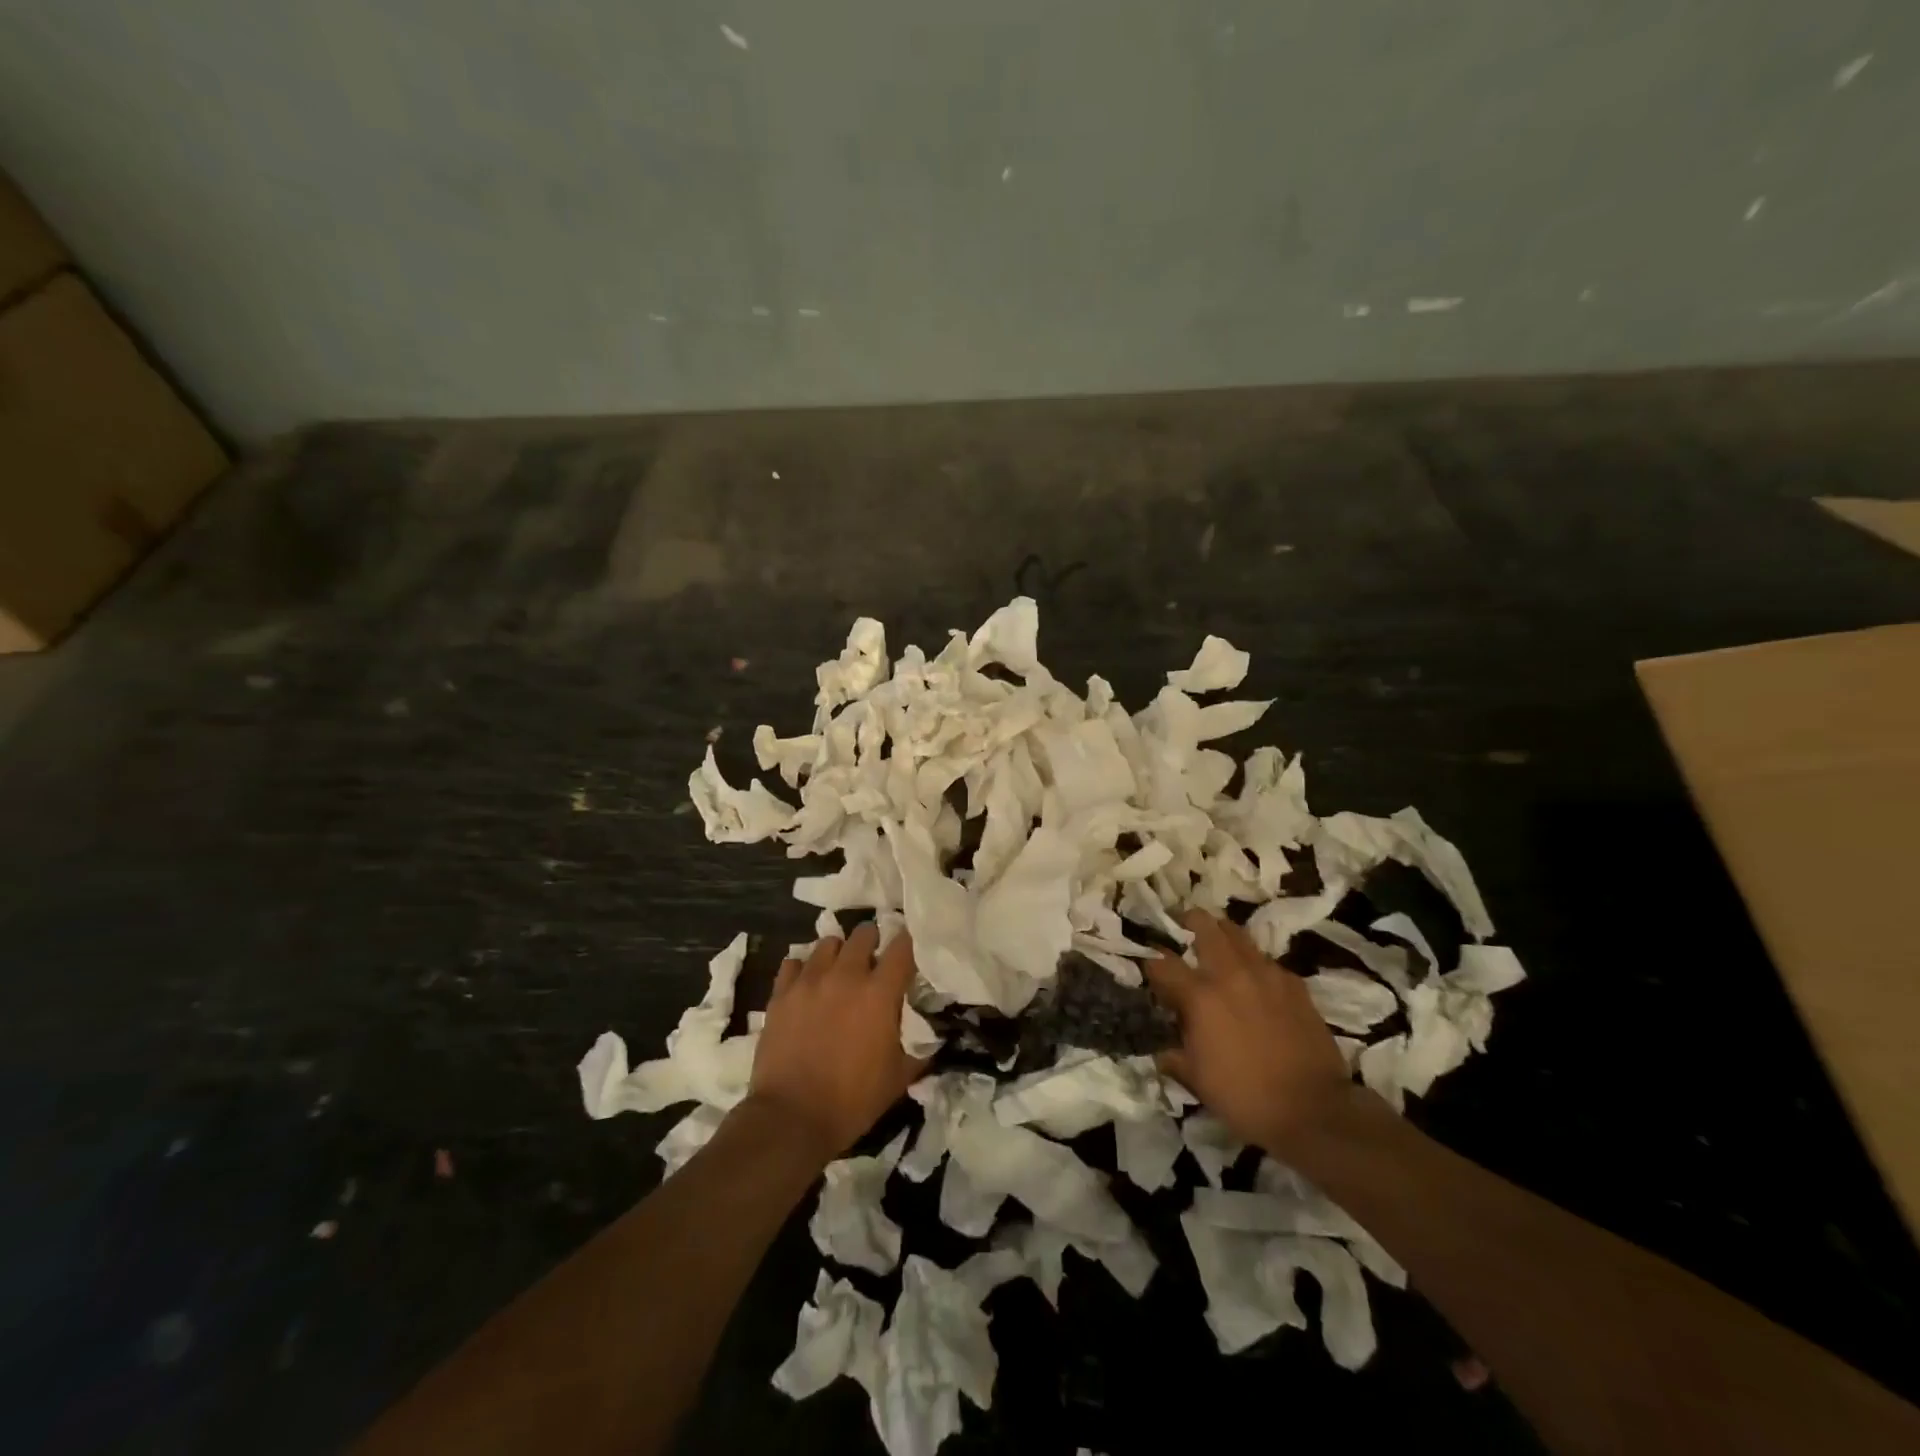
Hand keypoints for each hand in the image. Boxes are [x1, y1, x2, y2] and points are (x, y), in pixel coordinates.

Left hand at [747, 924, 925, 1161]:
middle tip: (873, 960)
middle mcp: (846, 975)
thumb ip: (917, 1050)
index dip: (909, 944)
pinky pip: (793, 963)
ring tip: (838, 971)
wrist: (791, 1118)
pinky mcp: (781, 993)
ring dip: (838, 953)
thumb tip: (930, 1041)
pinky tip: (806, 985)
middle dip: (872, 941)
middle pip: (863, 933)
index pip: (902, 947)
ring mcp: (810, 981)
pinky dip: (803, 969)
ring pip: (828, 943)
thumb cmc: (852, 1100)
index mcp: (880, 992)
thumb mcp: (898, 1078)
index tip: (909, 951)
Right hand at [1145, 911, 1355, 1154]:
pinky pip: (1267, 961)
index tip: (1150, 971)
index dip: (1151, 964)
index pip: (1163, 963)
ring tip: (1217, 943)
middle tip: (1182, 926)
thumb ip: (1174, 1056)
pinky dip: (1253, 963)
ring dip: (1222, 934)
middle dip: (1188, 922)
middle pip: (1204, 926)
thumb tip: (1161, 1050)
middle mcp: (1230, 974)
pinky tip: (1254, 981)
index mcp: (1200, 996)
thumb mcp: (1197, 1080)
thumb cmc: (1246, 1097)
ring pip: (1238, 934)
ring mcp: (1266, 975)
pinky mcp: (1294, 984)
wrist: (1315, 1110)